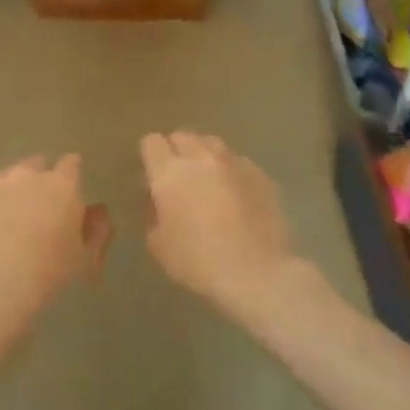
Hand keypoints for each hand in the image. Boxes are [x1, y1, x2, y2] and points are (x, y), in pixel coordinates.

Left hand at [0, 155, 109, 361]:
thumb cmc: (48, 277)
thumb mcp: (86, 261)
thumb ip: (97, 231)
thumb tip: (97, 212)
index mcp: (61, 186)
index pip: (71, 164)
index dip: (70, 176)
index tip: (69, 194)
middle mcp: (25, 176)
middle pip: (35, 166)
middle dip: (38, 181)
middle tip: (37, 213)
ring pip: (4, 181)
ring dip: (9, 196)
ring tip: (6, 230)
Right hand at [140, 132, 328, 321]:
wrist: (256, 273)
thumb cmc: (198, 262)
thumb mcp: (159, 245)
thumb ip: (153, 214)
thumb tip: (158, 201)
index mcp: (169, 173)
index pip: (152, 142)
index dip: (150, 155)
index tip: (151, 174)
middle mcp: (201, 158)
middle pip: (183, 135)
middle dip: (176, 150)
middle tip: (178, 176)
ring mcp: (234, 163)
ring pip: (212, 143)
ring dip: (204, 155)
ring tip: (207, 179)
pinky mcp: (260, 174)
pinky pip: (238, 161)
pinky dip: (231, 171)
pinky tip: (235, 194)